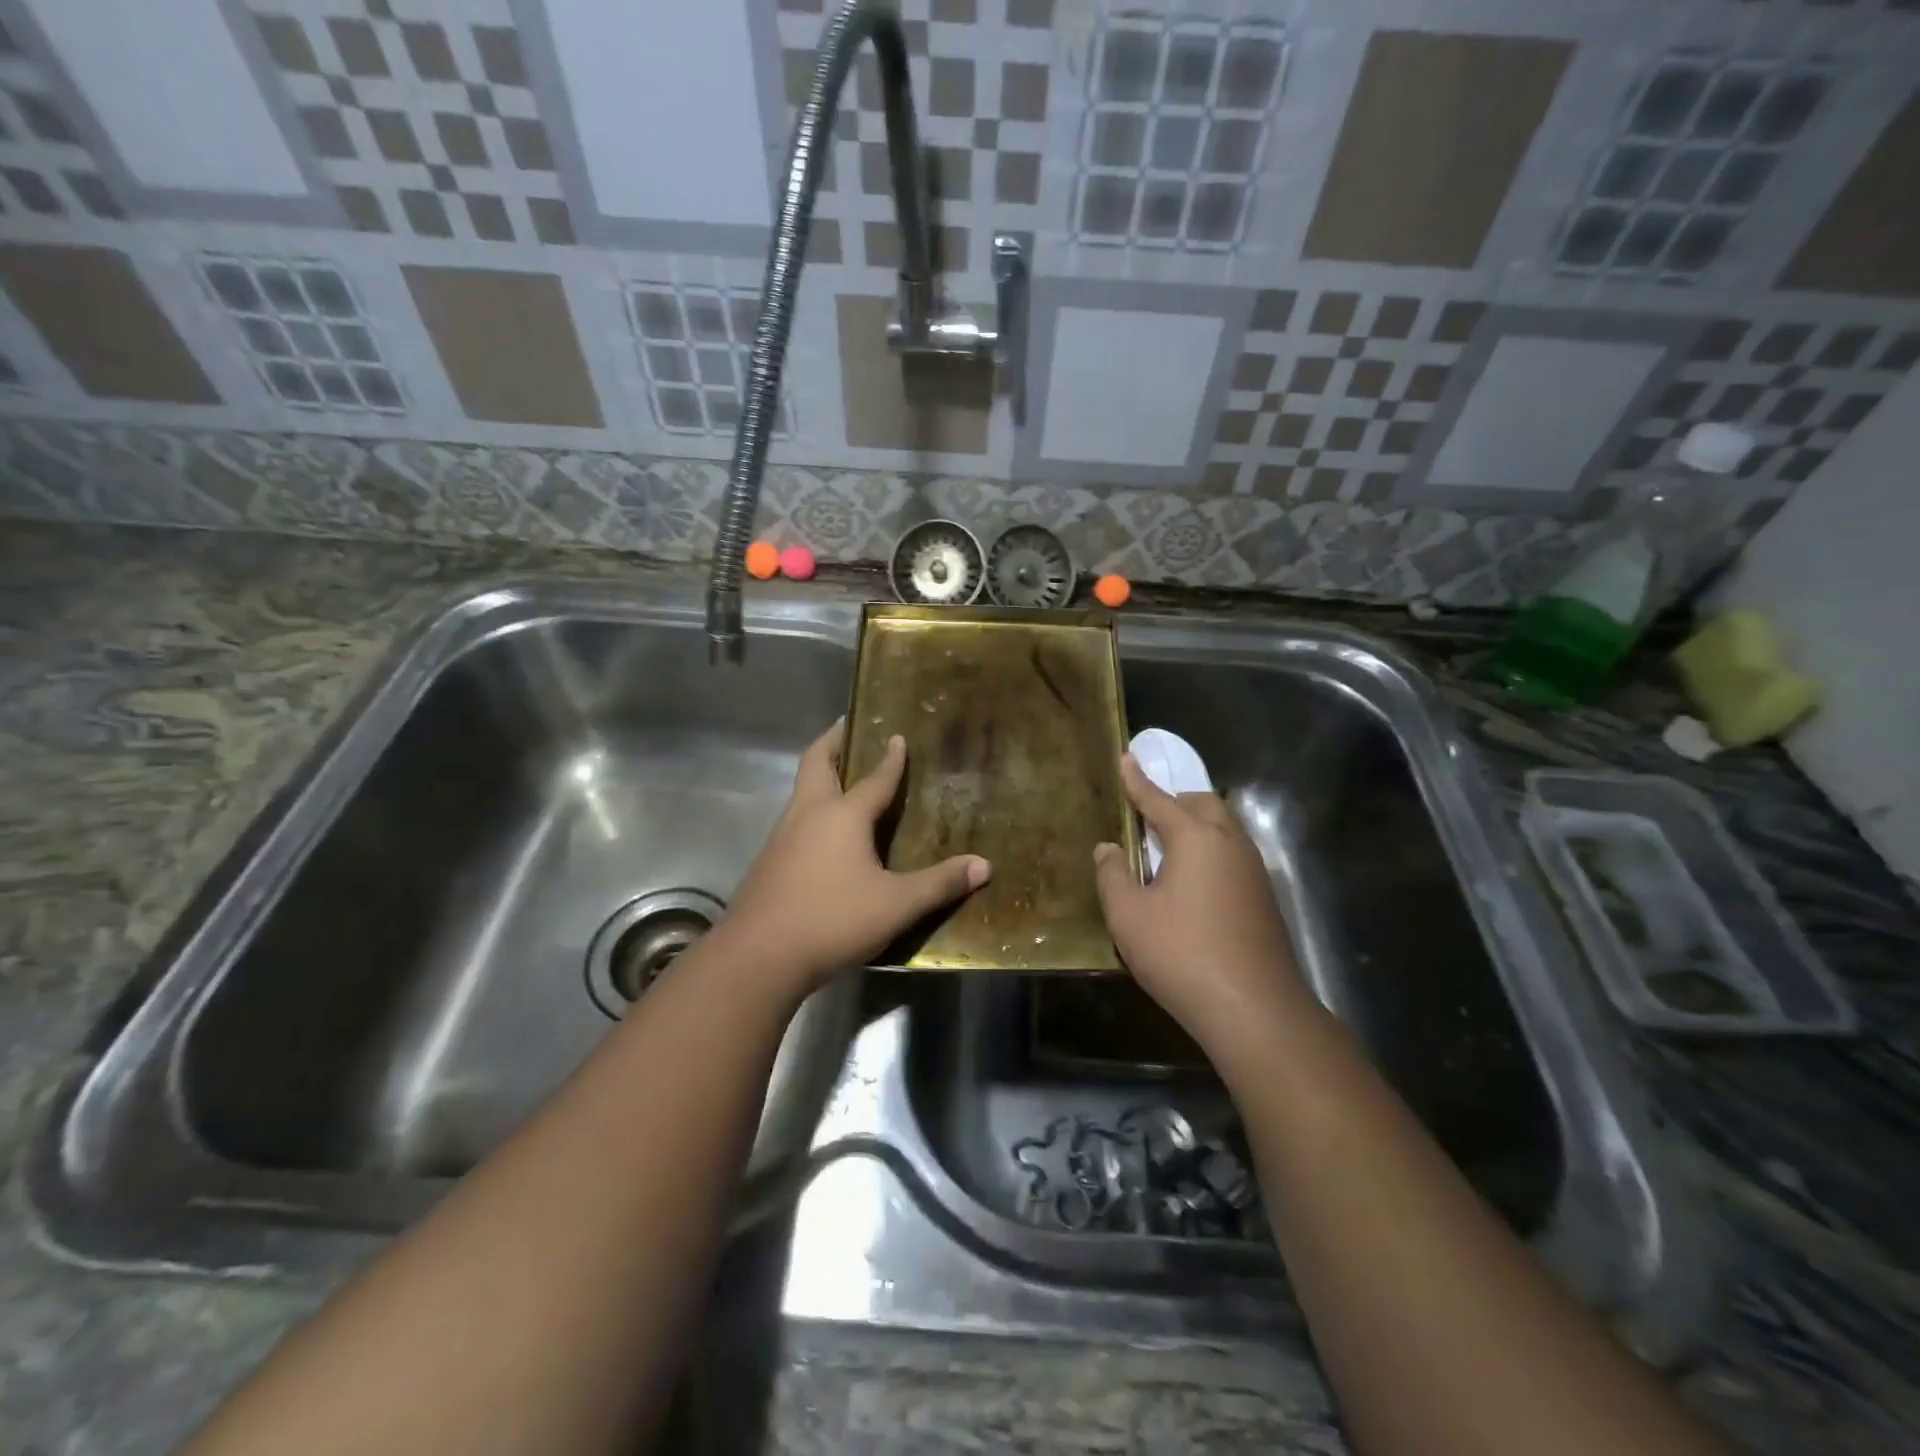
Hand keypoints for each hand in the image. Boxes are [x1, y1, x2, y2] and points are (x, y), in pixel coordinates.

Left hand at [717, 718, 989, 992]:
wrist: (759, 956)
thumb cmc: (832, 920)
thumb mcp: (896, 904)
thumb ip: (940, 884)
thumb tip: (984, 865)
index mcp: (842, 816)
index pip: (873, 779)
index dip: (890, 759)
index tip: (896, 736)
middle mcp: (809, 816)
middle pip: (817, 764)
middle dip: (833, 741)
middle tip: (847, 726)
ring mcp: (782, 838)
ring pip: (802, 792)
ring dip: (820, 776)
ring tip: (841, 777)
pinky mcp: (769, 863)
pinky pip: (794, 821)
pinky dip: (811, 810)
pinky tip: (824, 835)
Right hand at [1093, 755, 1310, 1050]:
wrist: (1253, 1009)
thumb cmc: (1181, 954)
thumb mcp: (1128, 916)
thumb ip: (1113, 875)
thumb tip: (1108, 848)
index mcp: (1196, 837)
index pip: (1159, 798)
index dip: (1137, 780)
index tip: (1126, 757)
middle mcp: (1230, 843)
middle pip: (1203, 804)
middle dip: (1175, 800)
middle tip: (1147, 813)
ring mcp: (1253, 870)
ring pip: (1224, 829)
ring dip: (1196, 827)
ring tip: (1167, 849)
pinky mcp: (1264, 898)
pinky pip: (1232, 855)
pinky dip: (1210, 853)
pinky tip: (1193, 884)